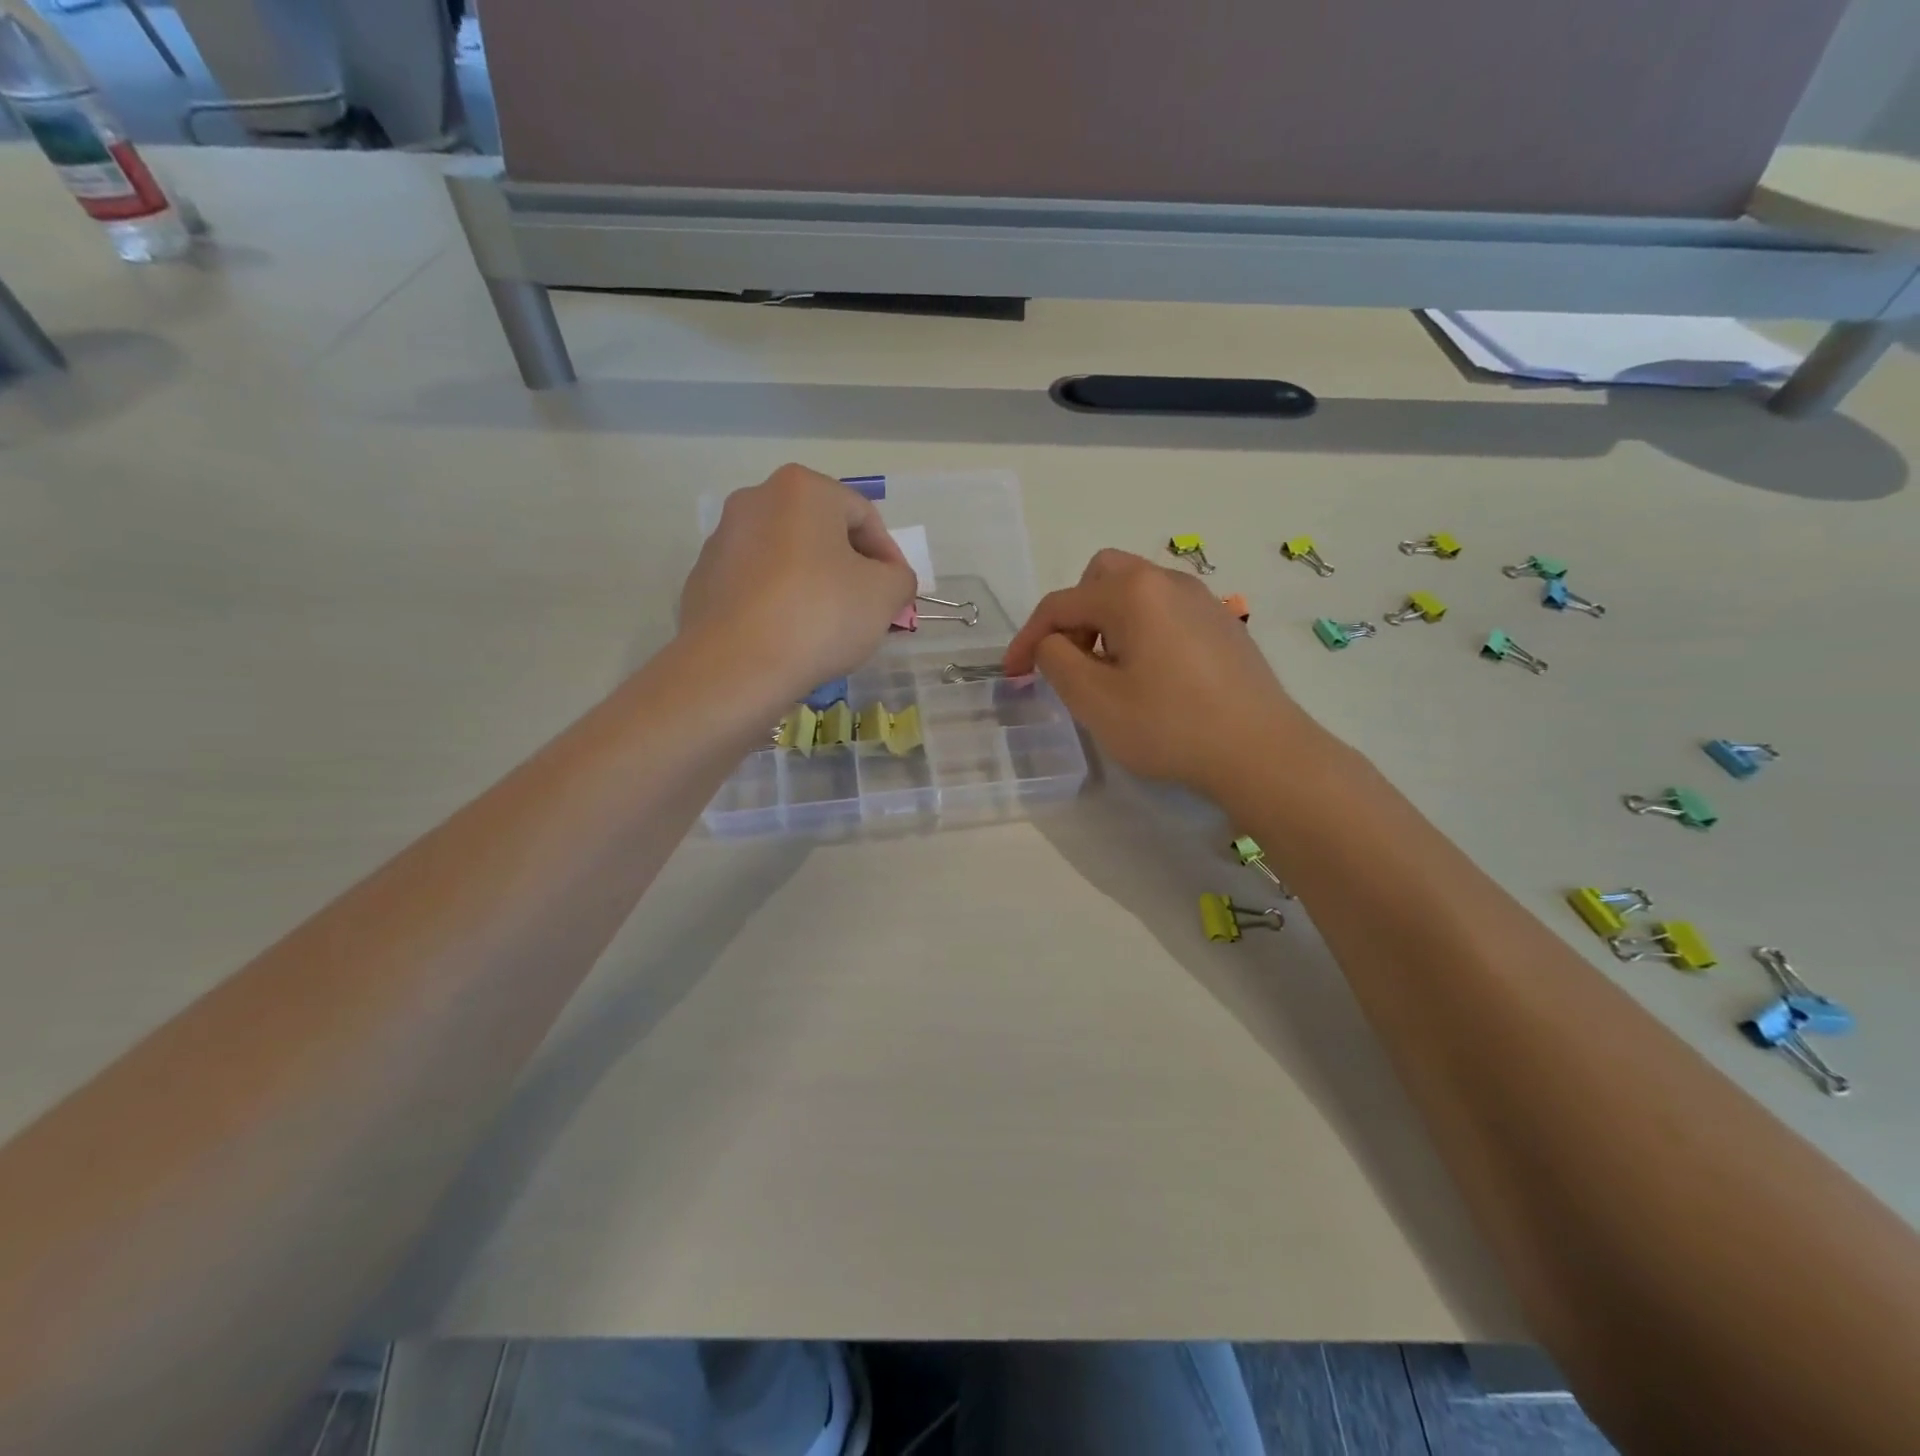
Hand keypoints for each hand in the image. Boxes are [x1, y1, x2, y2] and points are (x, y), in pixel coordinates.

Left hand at [680, 465, 915, 695]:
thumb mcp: (885, 595)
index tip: (897, 595)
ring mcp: (723, 539)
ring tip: (828, 628)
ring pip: (787, 558)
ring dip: (814, 584)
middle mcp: (756, 499)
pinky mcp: (703, 579)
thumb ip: (899, 578)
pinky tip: (791, 637)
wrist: (735, 666)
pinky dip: (779, 602)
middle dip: (850, 569)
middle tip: (867, 610)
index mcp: (803, 489)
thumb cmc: (820, 615)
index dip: (889, 557)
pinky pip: (757, 584)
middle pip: (822, 533)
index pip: (864, 516)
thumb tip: (890, 579)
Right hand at [1004, 549, 1323, 798]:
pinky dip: (1141, 631)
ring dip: (1107, 623)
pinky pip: (1165, 611)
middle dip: (1074, 616)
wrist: (1261, 751)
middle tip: (1071, 662)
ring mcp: (1202, 600)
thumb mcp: (1093, 699)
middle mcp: (1167, 580)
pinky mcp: (1223, 624)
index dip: (1027, 638)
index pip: (1060, 604)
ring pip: (1135, 593)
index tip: (1012, 675)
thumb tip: (1052, 643)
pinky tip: (1152, 677)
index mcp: (1131, 592)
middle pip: (1100, 579)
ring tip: (1110, 674)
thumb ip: (1055, 660)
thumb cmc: (1169, 725)